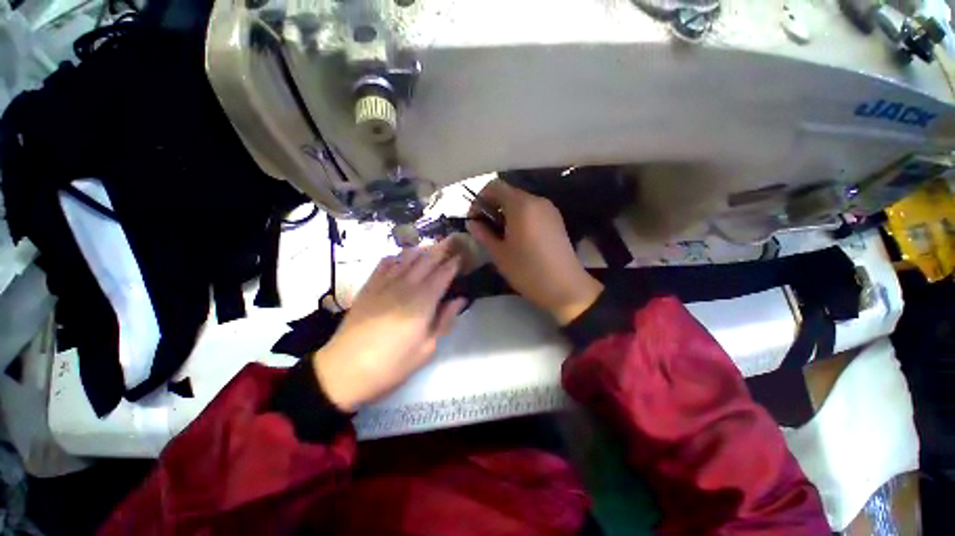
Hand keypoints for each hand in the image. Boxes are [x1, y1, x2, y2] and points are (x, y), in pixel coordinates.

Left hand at [312, 241, 465, 411]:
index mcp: (423, 301)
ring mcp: (385, 283)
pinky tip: (401, 258)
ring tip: (430, 248)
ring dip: (421, 250)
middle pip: (426, 259)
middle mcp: (406, 286)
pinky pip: (384, 263)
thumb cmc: (392, 364)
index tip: (462, 256)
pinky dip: (396, 257)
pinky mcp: (369, 286)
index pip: (443, 274)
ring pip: (406, 257)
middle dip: (441, 249)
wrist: (344, 370)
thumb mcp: (426, 349)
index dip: (454, 263)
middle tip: (451, 243)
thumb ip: (445, 320)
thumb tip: (460, 300)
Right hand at [466, 180, 602, 325]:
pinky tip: (518, 237)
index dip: (480, 199)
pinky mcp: (556, 219)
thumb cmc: (527, 271)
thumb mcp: (499, 254)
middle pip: (508, 193)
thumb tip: (472, 223)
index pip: (494, 186)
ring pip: (521, 202)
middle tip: (486, 229)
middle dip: (492, 206)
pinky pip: (533, 210)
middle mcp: (537, 200)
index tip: (475, 219)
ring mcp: (549, 209)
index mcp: (521, 205)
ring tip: (501, 235)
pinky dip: (520, 217)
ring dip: (506, 212)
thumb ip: (483, 234)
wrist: (566, 287)